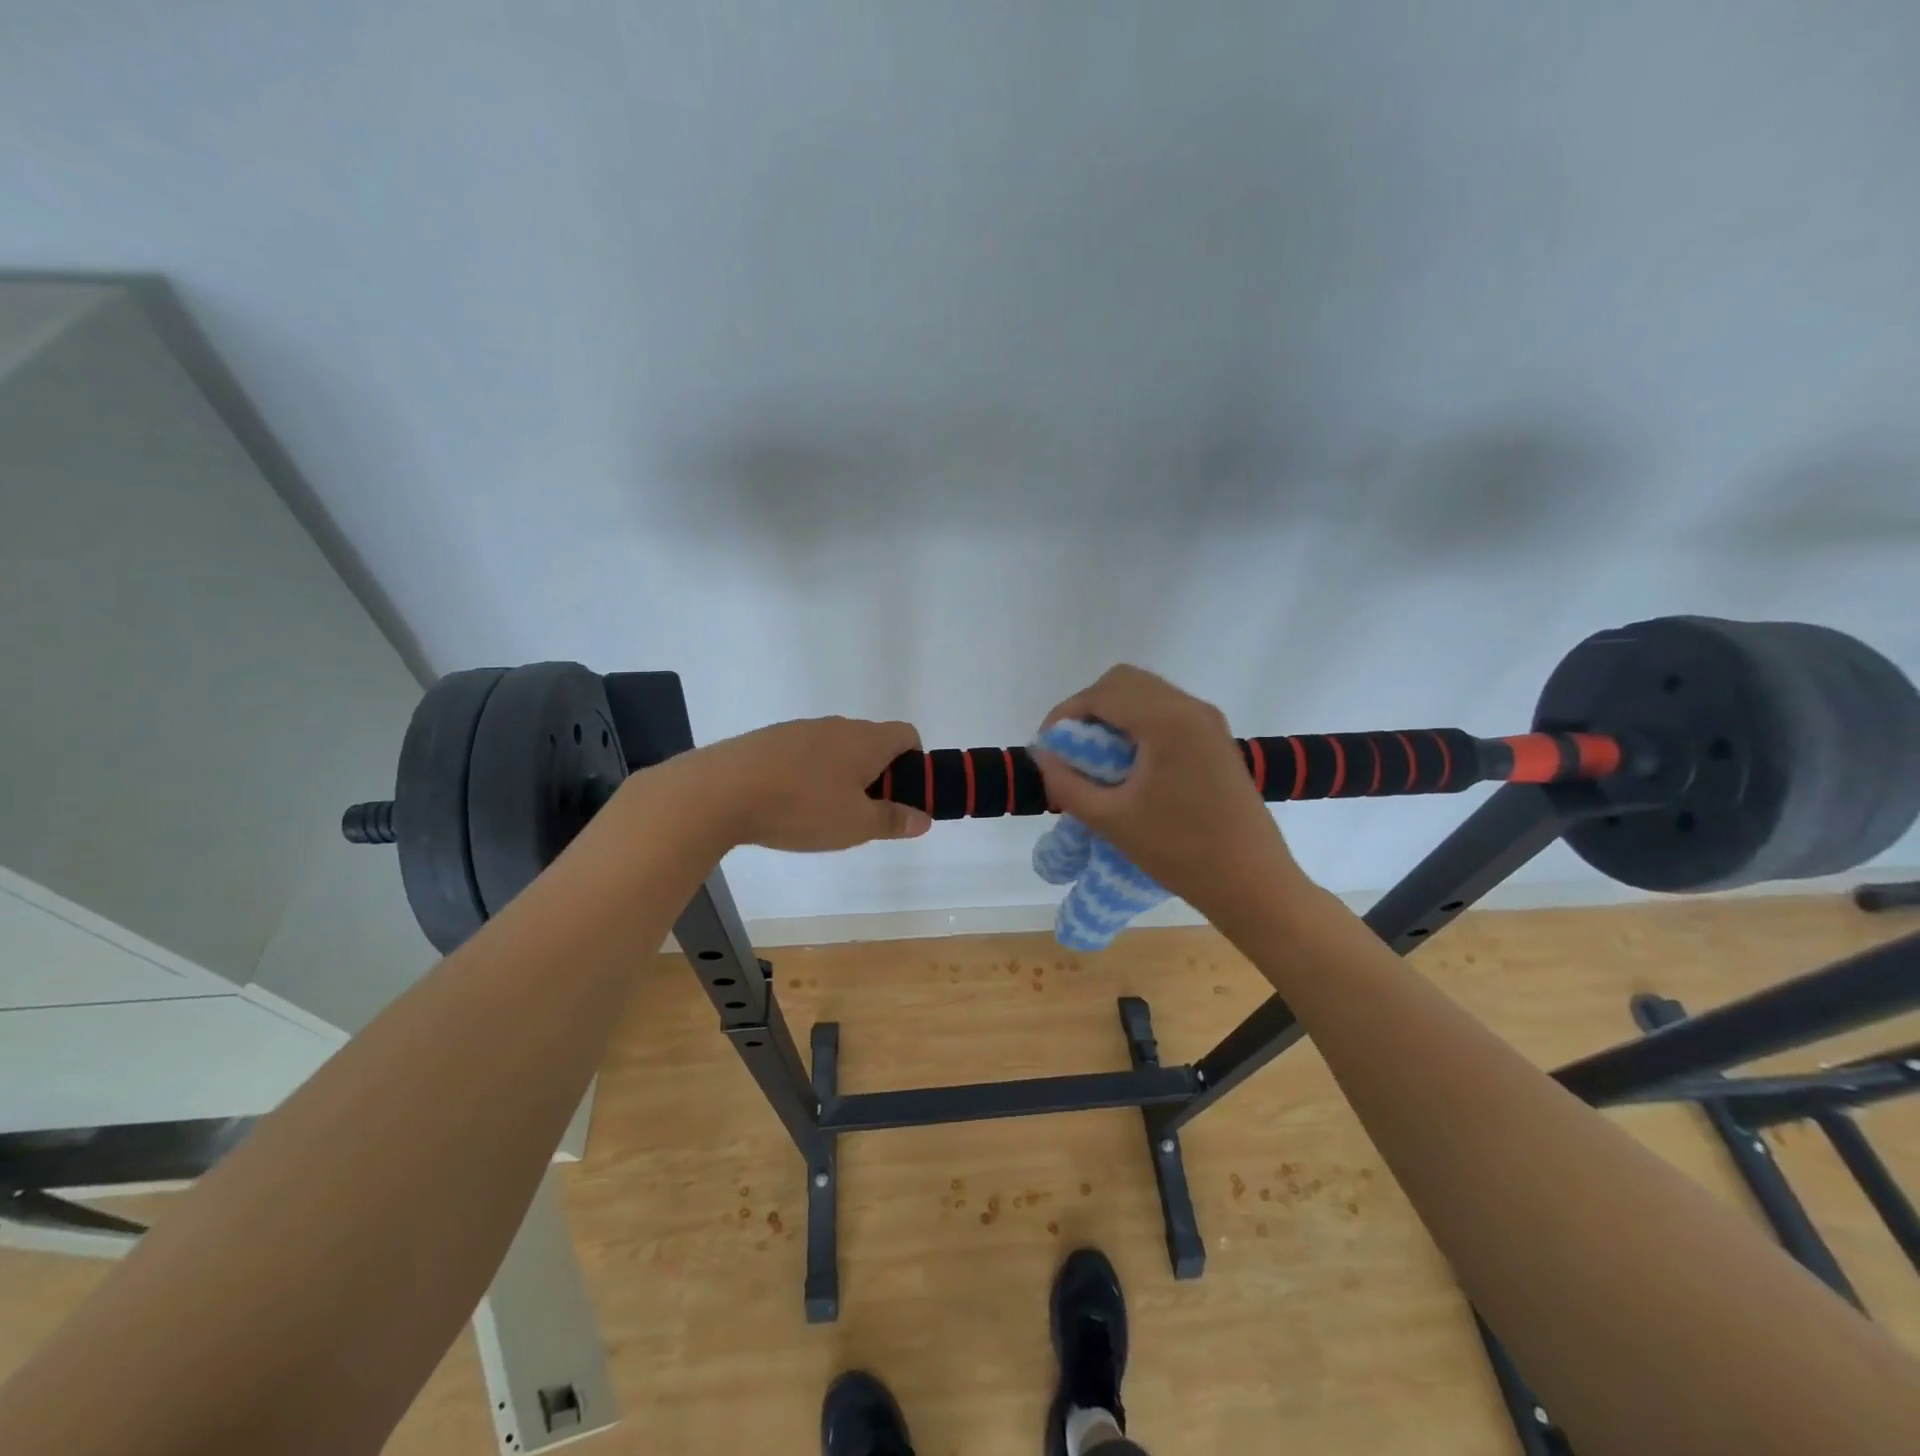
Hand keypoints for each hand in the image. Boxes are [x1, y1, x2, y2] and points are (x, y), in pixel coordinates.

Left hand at [690, 716, 931, 851]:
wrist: (721, 791)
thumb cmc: (801, 807)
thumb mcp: (855, 824)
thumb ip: (893, 820)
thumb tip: (923, 818)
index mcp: (866, 740)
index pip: (907, 735)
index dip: (913, 763)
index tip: (900, 795)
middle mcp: (837, 726)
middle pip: (872, 742)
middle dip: (876, 775)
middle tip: (862, 813)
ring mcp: (800, 729)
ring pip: (836, 749)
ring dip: (840, 776)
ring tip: (822, 813)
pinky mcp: (770, 739)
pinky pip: (804, 754)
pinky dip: (808, 774)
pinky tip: (788, 804)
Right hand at [1032, 666, 1311, 923]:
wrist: (1252, 882)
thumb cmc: (1179, 851)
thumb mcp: (1111, 819)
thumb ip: (1067, 782)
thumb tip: (1042, 753)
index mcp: (1167, 721)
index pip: (1102, 693)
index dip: (1065, 714)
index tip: (1048, 748)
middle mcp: (1190, 708)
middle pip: (1125, 682)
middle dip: (1089, 709)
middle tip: (1070, 750)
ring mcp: (1208, 722)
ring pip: (1147, 695)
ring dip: (1114, 715)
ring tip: (1095, 760)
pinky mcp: (1216, 740)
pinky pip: (1166, 713)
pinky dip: (1138, 725)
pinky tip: (1128, 766)